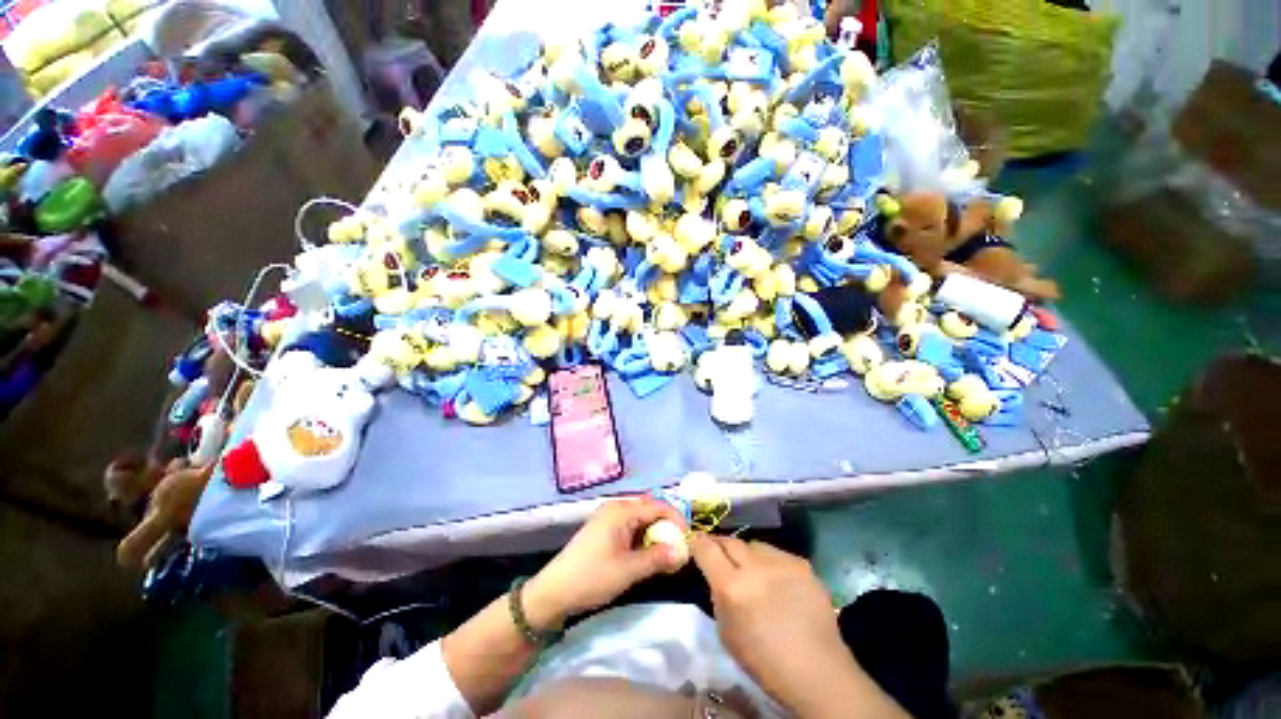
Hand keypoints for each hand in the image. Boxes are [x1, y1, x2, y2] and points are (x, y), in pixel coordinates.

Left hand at [524, 498, 685, 629]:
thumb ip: (657, 558)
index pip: (657, 506)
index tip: (689, 539)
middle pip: (649, 510)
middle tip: (679, 547)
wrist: (554, 592)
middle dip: (666, 527)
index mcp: (621, 510)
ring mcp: (608, 519)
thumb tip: (682, 551)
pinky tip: (647, 555)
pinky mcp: (604, 531)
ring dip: (655, 534)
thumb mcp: (628, 570)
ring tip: (666, 554)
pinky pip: (630, 528)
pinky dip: (642, 539)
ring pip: (640, 520)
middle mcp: (616, 508)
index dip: (676, 519)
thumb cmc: (592, 577)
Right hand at [690, 534, 864, 716]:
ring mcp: (781, 562)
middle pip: (729, 541)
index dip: (697, 543)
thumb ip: (717, 596)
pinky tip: (778, 582)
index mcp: (731, 587)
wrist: (818, 671)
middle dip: (721, 546)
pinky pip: (777, 554)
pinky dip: (770, 563)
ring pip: (754, 545)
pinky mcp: (802, 564)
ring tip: (753, 572)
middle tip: (720, 556)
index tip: (694, 543)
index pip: (706, 548)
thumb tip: (715, 575)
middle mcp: (754, 567)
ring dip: (748, 555)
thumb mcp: (726, 633)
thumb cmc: (765, 662)